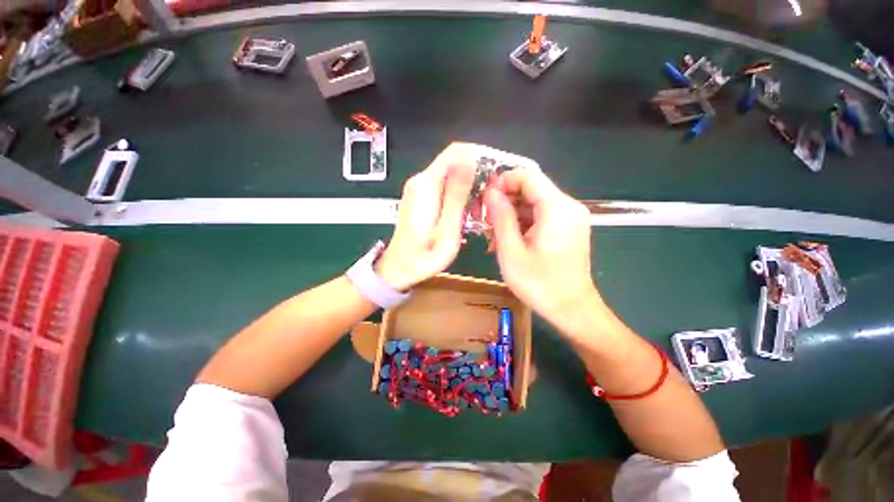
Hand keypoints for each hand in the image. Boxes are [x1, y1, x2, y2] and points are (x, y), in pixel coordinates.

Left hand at [375, 143, 475, 289]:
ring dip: (468, 188)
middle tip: (489, 199)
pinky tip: (465, 214)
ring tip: (479, 211)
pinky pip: (443, 187)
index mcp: (426, 184)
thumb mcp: (447, 227)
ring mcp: (418, 189)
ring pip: (450, 176)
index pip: (455, 152)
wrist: (400, 268)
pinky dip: (458, 196)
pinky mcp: (420, 198)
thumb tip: (469, 160)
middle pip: (453, 163)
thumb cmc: (425, 255)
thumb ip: (456, 193)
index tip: (495, 173)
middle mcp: (420, 181)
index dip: (478, 156)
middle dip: (475, 176)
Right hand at [484, 169, 601, 326]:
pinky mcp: (569, 228)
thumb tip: (490, 192)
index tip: (485, 197)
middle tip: (484, 219)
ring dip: (512, 214)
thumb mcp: (511, 251)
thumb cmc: (539, 284)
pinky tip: (509, 240)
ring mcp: (572, 218)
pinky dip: (523, 223)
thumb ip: (501, 217)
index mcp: (557, 208)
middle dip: (506, 200)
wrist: (572, 310)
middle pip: (532, 189)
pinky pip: (542, 215)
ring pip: (535, 203)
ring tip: (493, 235)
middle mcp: (569, 207)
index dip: (504, 181)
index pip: (529, 177)